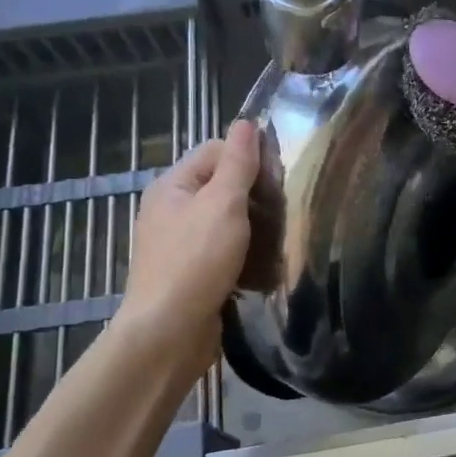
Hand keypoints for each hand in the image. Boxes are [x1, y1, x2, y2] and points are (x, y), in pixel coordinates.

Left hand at [114, 120, 259, 363]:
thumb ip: (237, 163)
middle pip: (221, 186)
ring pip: (226, 221)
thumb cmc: (196, 261)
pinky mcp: (192, 273)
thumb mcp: (222, 204)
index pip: (216, 151)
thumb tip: (246, 122)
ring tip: (282, 235)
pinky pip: (224, 251)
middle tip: (286, 208)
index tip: (279, 177)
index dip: (247, 157)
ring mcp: (180, 244)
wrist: (169, 333)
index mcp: (172, 186)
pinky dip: (244, 254)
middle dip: (254, 194)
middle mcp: (171, 210)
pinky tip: (265, 263)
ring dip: (253, 226)